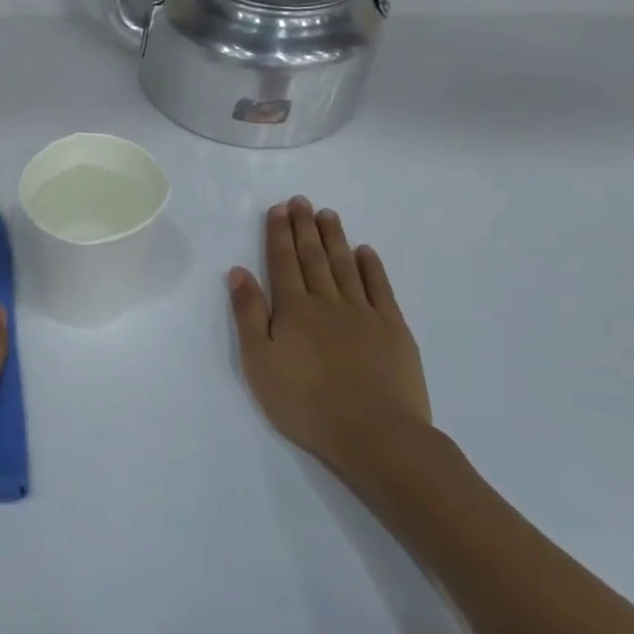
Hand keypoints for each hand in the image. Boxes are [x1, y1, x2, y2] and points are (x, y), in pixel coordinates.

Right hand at [228, 198, 431, 486]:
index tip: (279, 208)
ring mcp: (364, 313)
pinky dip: (372, 267)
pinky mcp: (393, 330)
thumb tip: (239, 271)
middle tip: (302, 200)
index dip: (279, 233)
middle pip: (314, 257)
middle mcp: (327, 302)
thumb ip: (249, 314)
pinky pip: (380, 289)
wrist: (374, 433)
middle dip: (305, 227)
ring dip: (334, 238)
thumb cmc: (305, 403)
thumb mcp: (260, 362)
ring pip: (345, 266)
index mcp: (293, 309)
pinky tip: (366, 251)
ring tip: (327, 215)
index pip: (282, 262)